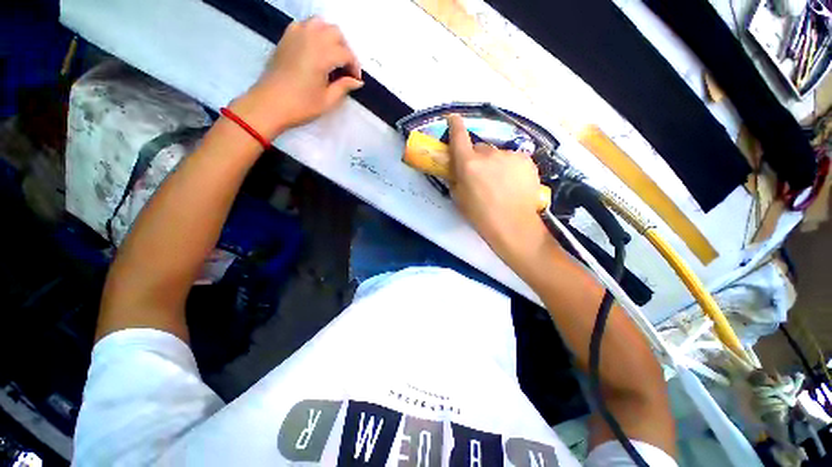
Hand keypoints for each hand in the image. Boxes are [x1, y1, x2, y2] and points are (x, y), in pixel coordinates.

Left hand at [230, 17, 363, 139]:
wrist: (269, 104)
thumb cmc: (301, 106)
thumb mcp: (327, 101)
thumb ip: (344, 87)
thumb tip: (357, 81)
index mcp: (322, 55)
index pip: (346, 53)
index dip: (354, 67)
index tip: (355, 80)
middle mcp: (310, 38)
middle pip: (335, 33)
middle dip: (345, 49)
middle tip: (345, 68)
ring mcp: (296, 35)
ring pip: (320, 24)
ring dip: (330, 37)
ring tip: (332, 56)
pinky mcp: (286, 38)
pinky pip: (304, 25)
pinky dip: (314, 33)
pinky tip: (316, 49)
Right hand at [447, 114, 550, 263]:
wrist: (513, 226)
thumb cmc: (480, 216)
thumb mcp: (459, 198)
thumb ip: (456, 178)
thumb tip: (456, 168)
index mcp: (468, 164)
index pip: (459, 137)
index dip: (455, 125)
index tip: (453, 118)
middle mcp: (488, 154)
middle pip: (480, 148)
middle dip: (477, 157)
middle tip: (480, 175)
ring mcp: (510, 155)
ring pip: (498, 155)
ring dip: (495, 164)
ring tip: (500, 183)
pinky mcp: (526, 160)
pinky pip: (512, 160)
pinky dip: (510, 168)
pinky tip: (513, 183)